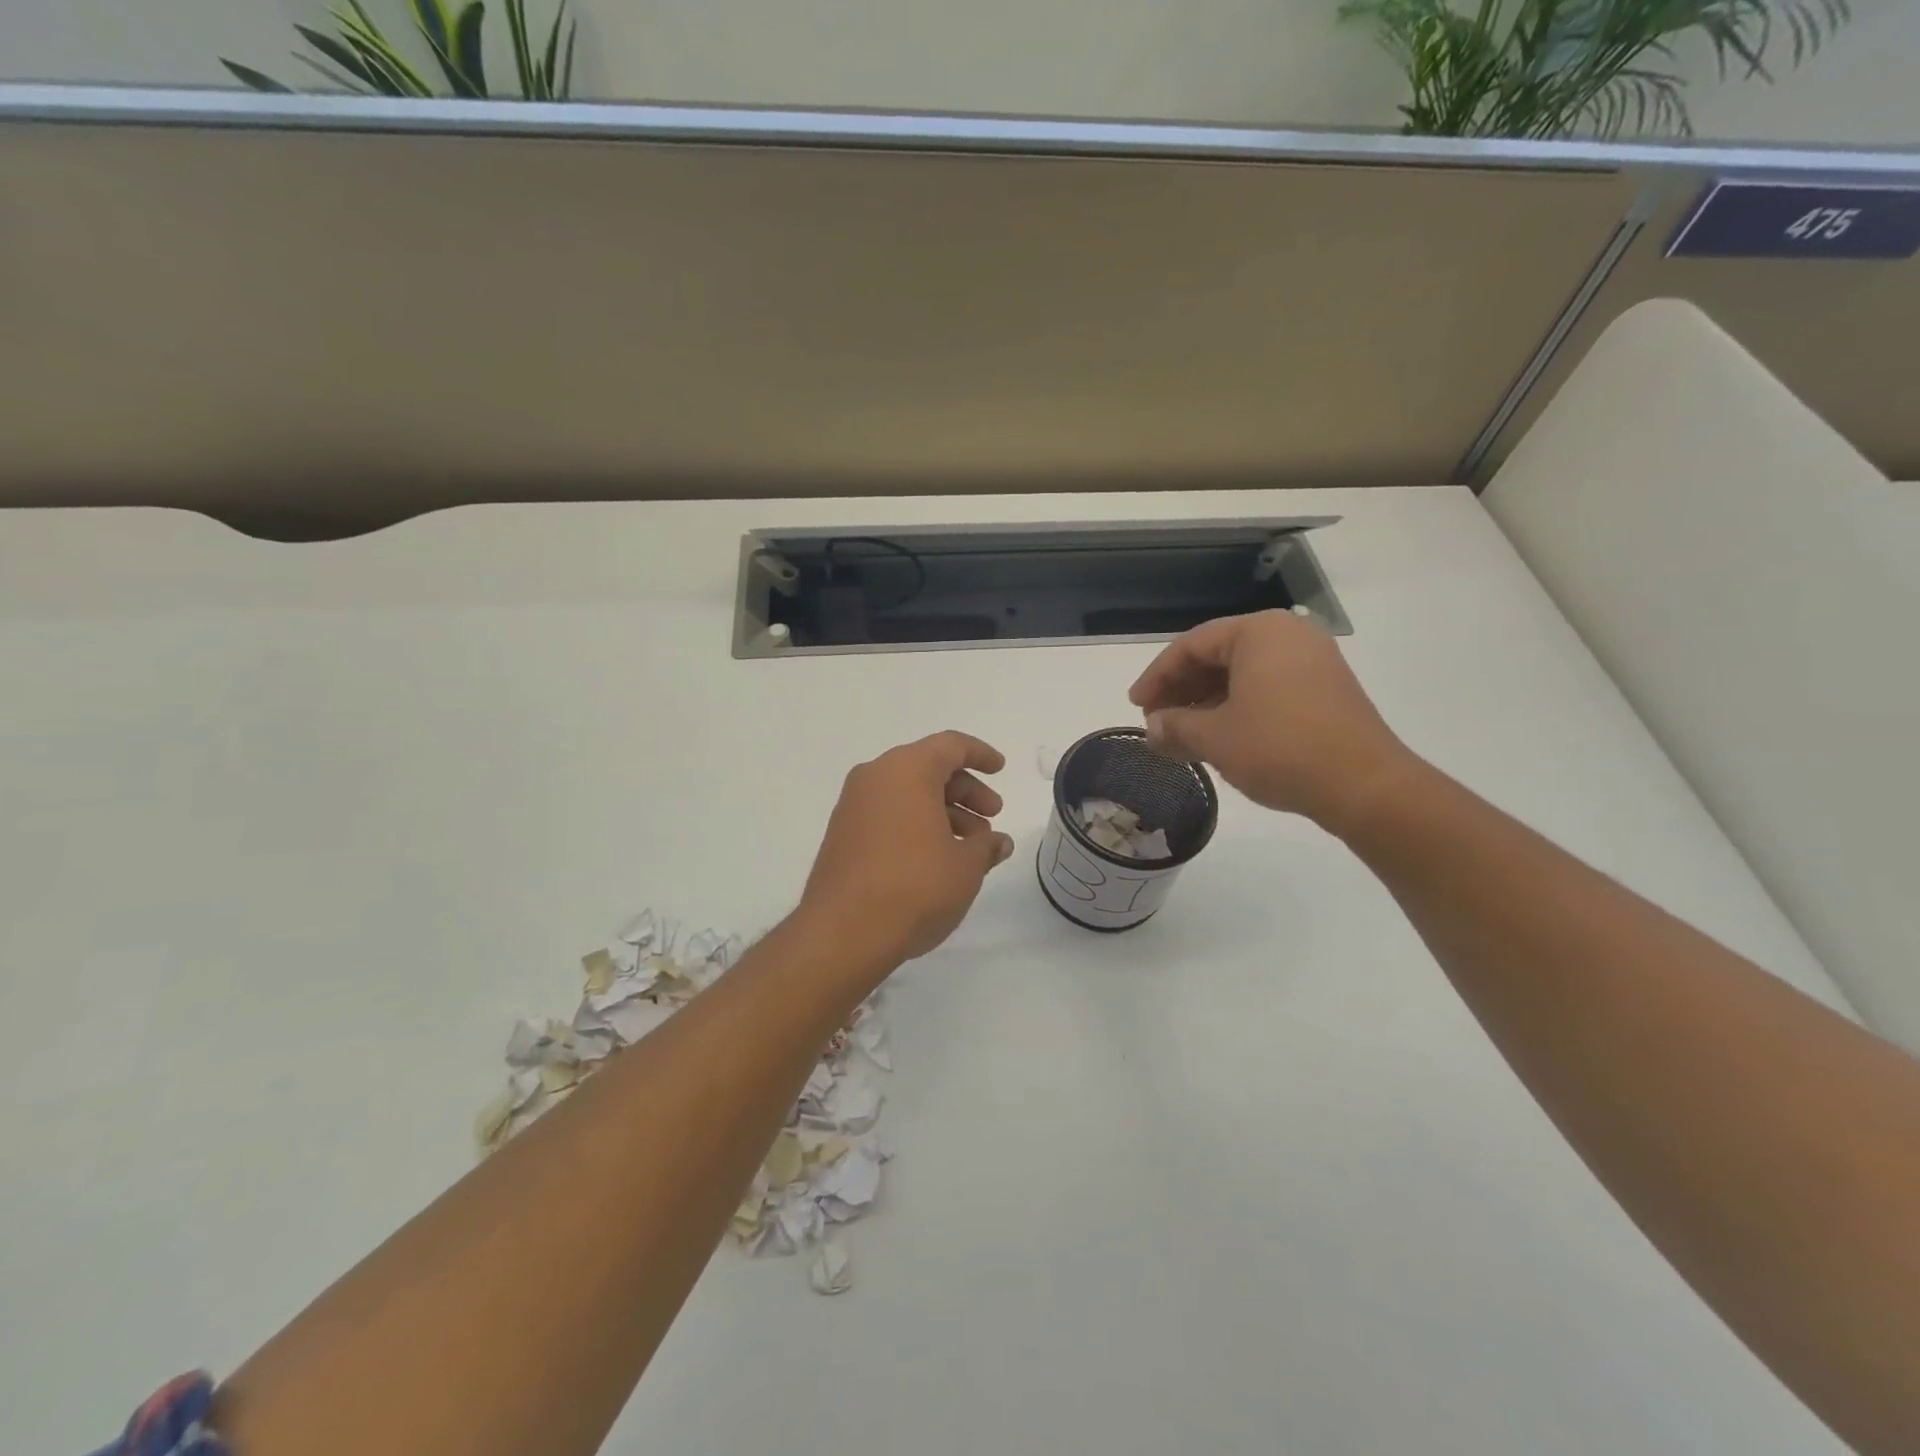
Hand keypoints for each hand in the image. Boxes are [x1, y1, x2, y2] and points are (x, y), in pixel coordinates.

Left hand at [798, 731, 1015, 971]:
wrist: (843, 932)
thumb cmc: (915, 886)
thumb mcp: (965, 867)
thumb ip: (986, 847)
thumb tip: (998, 843)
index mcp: (906, 770)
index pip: (950, 746)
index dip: (980, 754)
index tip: (1000, 769)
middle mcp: (875, 777)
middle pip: (928, 768)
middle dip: (965, 790)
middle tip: (992, 817)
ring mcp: (853, 806)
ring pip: (907, 793)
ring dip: (943, 811)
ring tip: (971, 847)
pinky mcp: (842, 834)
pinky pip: (888, 814)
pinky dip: (916, 824)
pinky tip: (938, 857)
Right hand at [1129, 610, 1418, 835]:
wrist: (1364, 785)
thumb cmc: (1280, 749)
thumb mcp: (1215, 738)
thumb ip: (1174, 727)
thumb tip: (1151, 729)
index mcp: (1259, 632)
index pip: (1192, 645)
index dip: (1157, 676)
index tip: (1136, 706)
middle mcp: (1288, 636)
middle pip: (1218, 656)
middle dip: (1181, 690)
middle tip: (1155, 721)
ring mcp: (1312, 662)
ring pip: (1242, 674)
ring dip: (1206, 702)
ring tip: (1181, 734)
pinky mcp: (1325, 690)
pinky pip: (1267, 688)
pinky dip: (1236, 708)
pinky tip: (1218, 736)